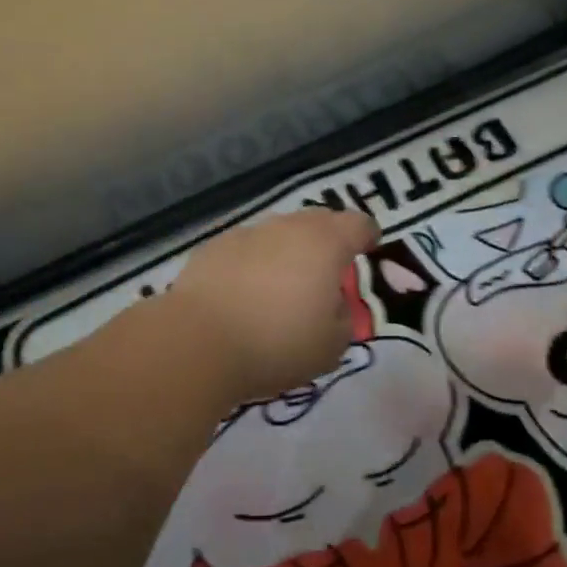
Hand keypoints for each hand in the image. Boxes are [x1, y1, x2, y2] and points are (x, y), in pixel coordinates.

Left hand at [168, 208, 381, 401]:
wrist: (198, 342)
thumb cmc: (277, 344)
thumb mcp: (332, 346)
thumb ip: (343, 319)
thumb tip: (332, 305)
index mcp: (326, 244)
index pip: (359, 224)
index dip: (368, 236)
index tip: (368, 249)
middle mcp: (287, 227)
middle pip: (318, 220)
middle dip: (328, 240)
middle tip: (326, 271)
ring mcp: (246, 233)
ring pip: (278, 232)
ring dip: (287, 251)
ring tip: (281, 286)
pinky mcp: (212, 248)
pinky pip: (245, 249)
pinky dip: (252, 263)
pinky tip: (244, 293)